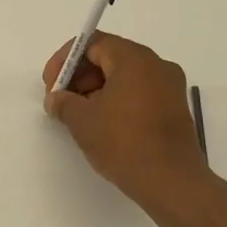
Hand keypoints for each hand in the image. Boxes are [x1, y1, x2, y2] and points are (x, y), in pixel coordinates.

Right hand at [43, 32, 211, 215]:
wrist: (172, 183)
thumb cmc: (124, 144)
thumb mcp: (82, 121)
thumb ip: (63, 102)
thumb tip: (57, 99)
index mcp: (135, 59)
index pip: (93, 43)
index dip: (65, 60)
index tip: (51, 85)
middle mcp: (156, 65)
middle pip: (109, 57)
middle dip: (80, 76)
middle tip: (62, 101)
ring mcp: (170, 87)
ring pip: (124, 76)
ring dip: (96, 89)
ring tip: (79, 116)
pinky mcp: (175, 108)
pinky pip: (139, 92)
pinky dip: (117, 100)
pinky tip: (103, 125)